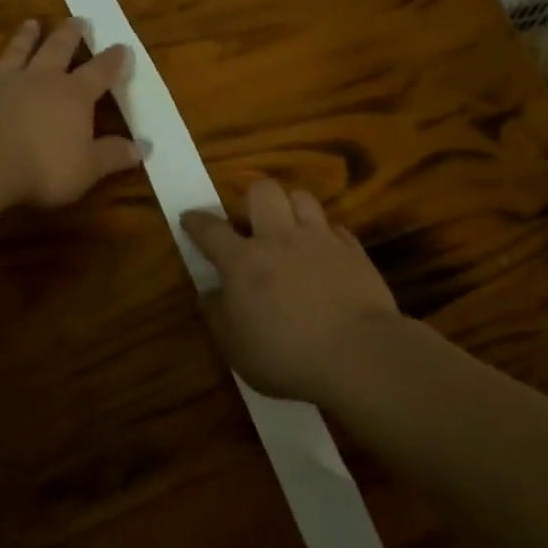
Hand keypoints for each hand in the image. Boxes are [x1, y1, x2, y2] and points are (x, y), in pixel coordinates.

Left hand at [0, 17, 147, 208]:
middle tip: (77, 19)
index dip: (113, 60)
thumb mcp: (88, 168)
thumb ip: (113, 156)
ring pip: (16, 54)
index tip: (122, 46)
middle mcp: (39, 81)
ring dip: (24, 39)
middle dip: (69, 35)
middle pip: (57, 50)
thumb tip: (144, 148)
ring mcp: (1, 85)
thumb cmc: (43, 167)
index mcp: (73, 95)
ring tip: (31, 23)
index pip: (99, 72)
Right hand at [181, 179, 402, 402]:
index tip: (189, 218)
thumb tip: (210, 293)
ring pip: (301, 197)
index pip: (210, 229)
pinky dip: (324, 235)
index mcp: (244, 262)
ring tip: (289, 230)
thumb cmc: (287, 356)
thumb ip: (218, 315)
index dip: (196, 221)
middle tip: (251, 225)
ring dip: (290, 208)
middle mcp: (279, 238)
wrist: (358, 354)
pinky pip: (334, 227)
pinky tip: (324, 253)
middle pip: (262, 191)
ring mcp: (320, 239)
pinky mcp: (353, 250)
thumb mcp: (237, 349)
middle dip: (251, 200)